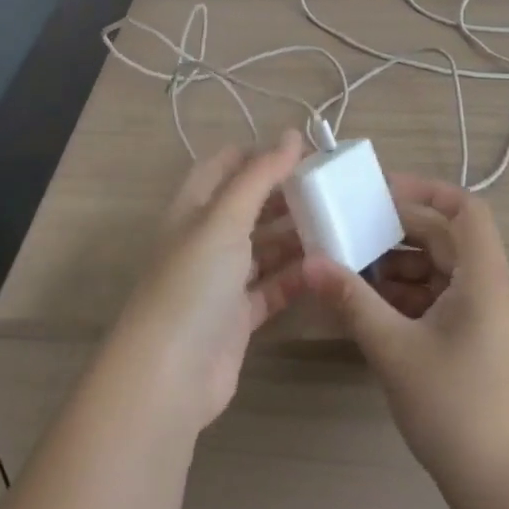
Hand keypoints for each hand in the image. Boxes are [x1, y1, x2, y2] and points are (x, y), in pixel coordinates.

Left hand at [107, 131, 307, 430]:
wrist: (169, 376)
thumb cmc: (193, 282)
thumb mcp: (225, 218)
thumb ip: (260, 175)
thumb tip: (292, 133)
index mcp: (194, 207)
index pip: (226, 165)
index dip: (261, 154)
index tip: (306, 151)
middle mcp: (205, 238)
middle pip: (248, 205)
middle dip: (285, 194)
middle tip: (331, 188)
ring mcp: (221, 279)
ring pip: (263, 246)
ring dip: (295, 235)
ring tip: (339, 223)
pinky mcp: (237, 316)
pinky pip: (272, 287)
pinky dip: (296, 276)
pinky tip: (328, 267)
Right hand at [302, 173, 508, 495]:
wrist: (507, 495)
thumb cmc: (455, 410)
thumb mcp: (394, 350)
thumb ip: (352, 301)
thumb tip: (310, 264)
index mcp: (485, 280)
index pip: (466, 210)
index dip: (426, 190)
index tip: (380, 190)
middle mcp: (493, 291)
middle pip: (447, 239)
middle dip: (399, 231)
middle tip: (351, 229)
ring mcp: (488, 320)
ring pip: (442, 271)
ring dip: (400, 266)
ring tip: (352, 269)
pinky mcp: (480, 345)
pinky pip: (443, 301)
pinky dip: (410, 296)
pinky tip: (372, 308)